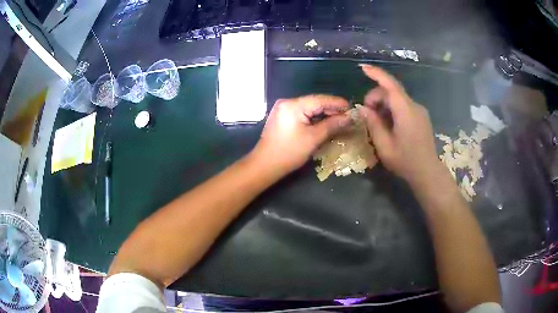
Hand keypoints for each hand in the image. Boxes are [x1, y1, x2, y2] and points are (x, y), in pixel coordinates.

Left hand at [252, 95, 350, 174]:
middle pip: (315, 102)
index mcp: (293, 105)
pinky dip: (314, 118)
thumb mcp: (313, 138)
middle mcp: (287, 102)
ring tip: (340, 120)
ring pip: (309, 108)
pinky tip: (325, 123)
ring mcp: (283, 109)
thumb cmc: (289, 152)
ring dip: (324, 114)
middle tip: (349, 117)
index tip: (353, 108)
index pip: (321, 99)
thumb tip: (349, 118)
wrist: (264, 165)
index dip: (338, 103)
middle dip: (332, 109)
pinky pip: (302, 114)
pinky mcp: (283, 117)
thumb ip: (332, 125)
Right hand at [358, 64, 441, 184]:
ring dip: (384, 104)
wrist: (427, 172)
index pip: (390, 86)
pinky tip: (388, 123)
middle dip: (376, 97)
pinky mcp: (421, 117)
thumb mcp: (384, 146)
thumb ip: (373, 124)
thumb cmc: (405, 161)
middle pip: (392, 91)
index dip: (377, 74)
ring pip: (397, 98)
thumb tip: (363, 108)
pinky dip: (392, 109)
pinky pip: (404, 106)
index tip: (363, 68)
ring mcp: (420, 111)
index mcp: (406, 111)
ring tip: (376, 121)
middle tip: (366, 114)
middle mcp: (414, 106)